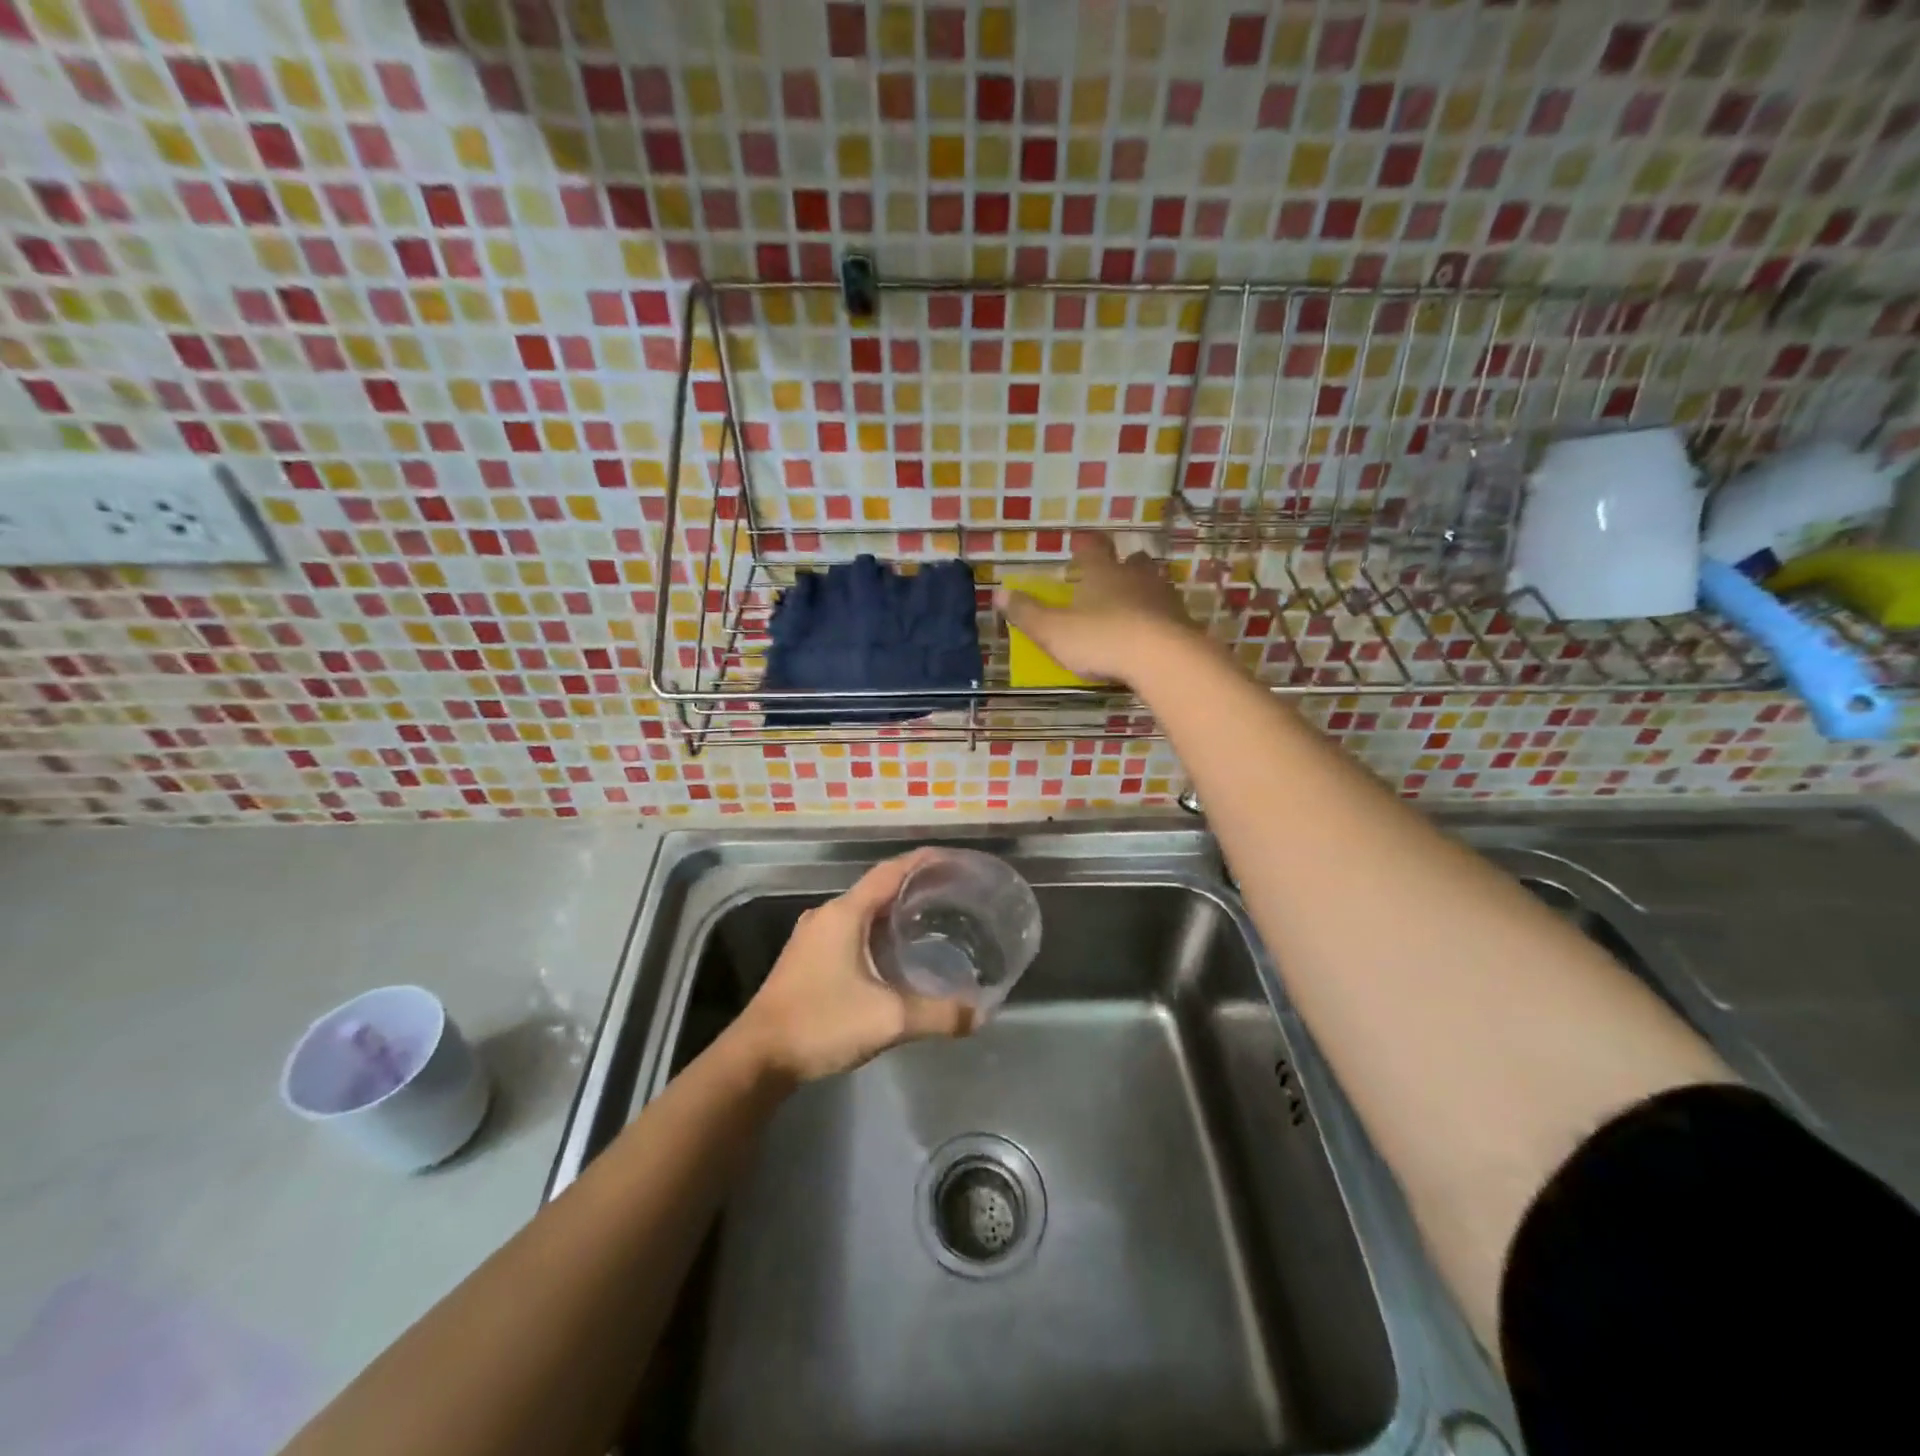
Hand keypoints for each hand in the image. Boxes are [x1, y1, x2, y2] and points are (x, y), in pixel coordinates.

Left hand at [731, 850, 975, 1084]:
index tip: (954, 860)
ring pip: (862, 911)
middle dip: (914, 887)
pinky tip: (894, 954)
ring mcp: (812, 937)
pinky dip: (876, 932)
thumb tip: (980, 1014)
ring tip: (931, 921)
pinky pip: (850, 931)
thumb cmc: (821, 1024)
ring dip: (894, 911)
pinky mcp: (806, 958)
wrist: (757, 1058)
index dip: (923, 862)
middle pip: (877, 888)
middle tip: (952, 894)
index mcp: (845, 913)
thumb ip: (938, 1015)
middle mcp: (827, 915)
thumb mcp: (889, 1019)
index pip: (890, 871)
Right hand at [995, 534, 1201, 685]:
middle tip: (1113, 573)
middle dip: (1122, 565)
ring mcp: (1164, 598)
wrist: (1163, 658)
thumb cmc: (1100, 638)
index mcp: (1102, 572)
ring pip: (1154, 584)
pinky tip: (1153, 634)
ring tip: (1133, 605)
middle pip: (1132, 561)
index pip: (1093, 549)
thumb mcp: (1052, 630)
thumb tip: (998, 592)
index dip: (1086, 546)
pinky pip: (1169, 614)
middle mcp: (1136, 576)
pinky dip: (1159, 619)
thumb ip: (1026, 613)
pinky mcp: (1183, 622)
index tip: (1081, 545)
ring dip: (1144, 590)